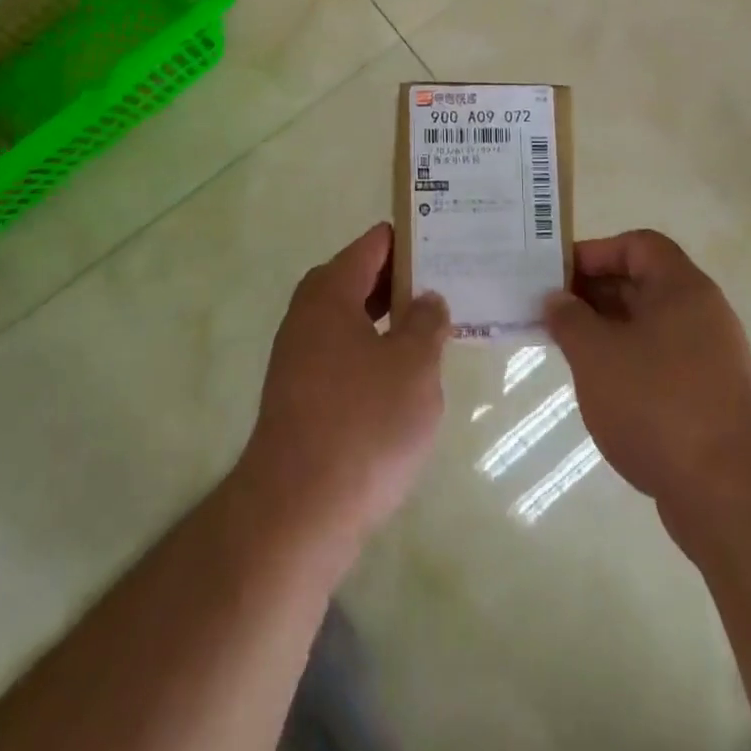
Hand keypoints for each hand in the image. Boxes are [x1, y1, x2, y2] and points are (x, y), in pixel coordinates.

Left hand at [240, 223, 448, 552]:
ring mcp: (300, 356)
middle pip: (362, 278)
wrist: (297, 511)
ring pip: (354, 318)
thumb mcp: (414, 365)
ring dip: (392, 318)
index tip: (449, 240)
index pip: (375, 244)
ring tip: (439, 325)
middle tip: (454, 282)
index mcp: (331, 291)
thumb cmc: (364, 423)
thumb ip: (427, 323)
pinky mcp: (302, 395)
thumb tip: (427, 300)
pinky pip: (347, 353)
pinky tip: (407, 375)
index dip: (412, 239)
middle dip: (405, 280)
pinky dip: (377, 351)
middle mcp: (308, 314)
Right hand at [544, 230, 750, 537]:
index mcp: (682, 288)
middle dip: (594, 293)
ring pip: (650, 326)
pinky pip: (661, 362)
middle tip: (552, 313)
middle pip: (643, 284)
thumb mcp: (596, 354)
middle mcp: (703, 314)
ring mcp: (711, 358)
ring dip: (608, 331)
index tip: (557, 276)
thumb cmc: (656, 404)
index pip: (637, 245)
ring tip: (569, 350)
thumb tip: (557, 299)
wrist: (731, 494)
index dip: (595, 252)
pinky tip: (601, 388)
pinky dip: (628, 363)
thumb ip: (569, 319)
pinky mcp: (711, 399)